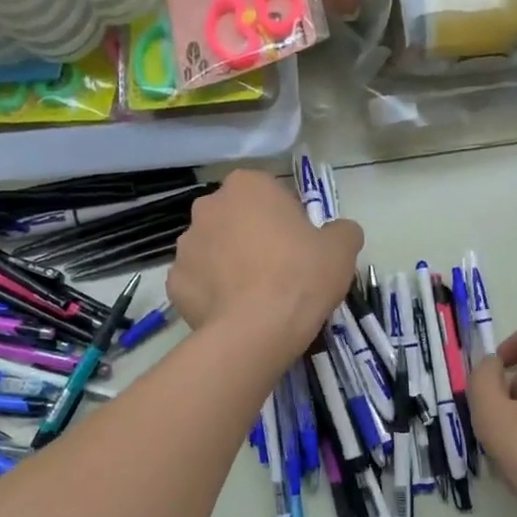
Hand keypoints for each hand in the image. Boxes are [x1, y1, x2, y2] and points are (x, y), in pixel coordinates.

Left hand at [167, 170, 361, 361]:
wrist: (258, 330)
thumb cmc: (301, 276)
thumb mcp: (342, 249)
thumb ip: (342, 231)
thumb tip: (338, 232)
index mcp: (248, 186)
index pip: (271, 194)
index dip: (288, 220)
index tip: (301, 246)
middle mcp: (208, 207)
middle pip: (237, 219)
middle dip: (253, 237)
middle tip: (279, 270)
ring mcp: (185, 246)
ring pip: (214, 250)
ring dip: (230, 264)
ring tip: (255, 297)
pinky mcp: (174, 283)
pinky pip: (199, 283)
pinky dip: (214, 294)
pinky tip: (234, 312)